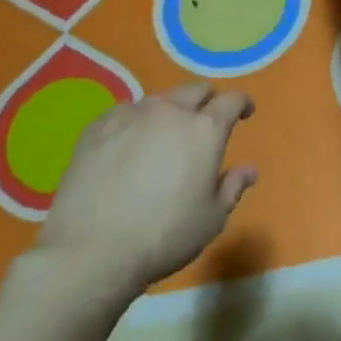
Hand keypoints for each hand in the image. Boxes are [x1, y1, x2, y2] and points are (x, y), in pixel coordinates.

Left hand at [35, 82, 257, 299]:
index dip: (242, 103)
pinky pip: (124, 113)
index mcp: (205, 130)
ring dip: (170, 111)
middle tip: (206, 122)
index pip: (232, 100)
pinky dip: (135, 122)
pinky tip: (129, 144)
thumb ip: (233, 187)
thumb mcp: (212, 218)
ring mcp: (130, 116)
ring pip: (159, 100)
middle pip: (195, 90)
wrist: (91, 251)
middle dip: (207, 101)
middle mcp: (169, 112)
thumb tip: (248, 170)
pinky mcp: (96, 128)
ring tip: (164, 135)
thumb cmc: (164, 235)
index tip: (245, 113)